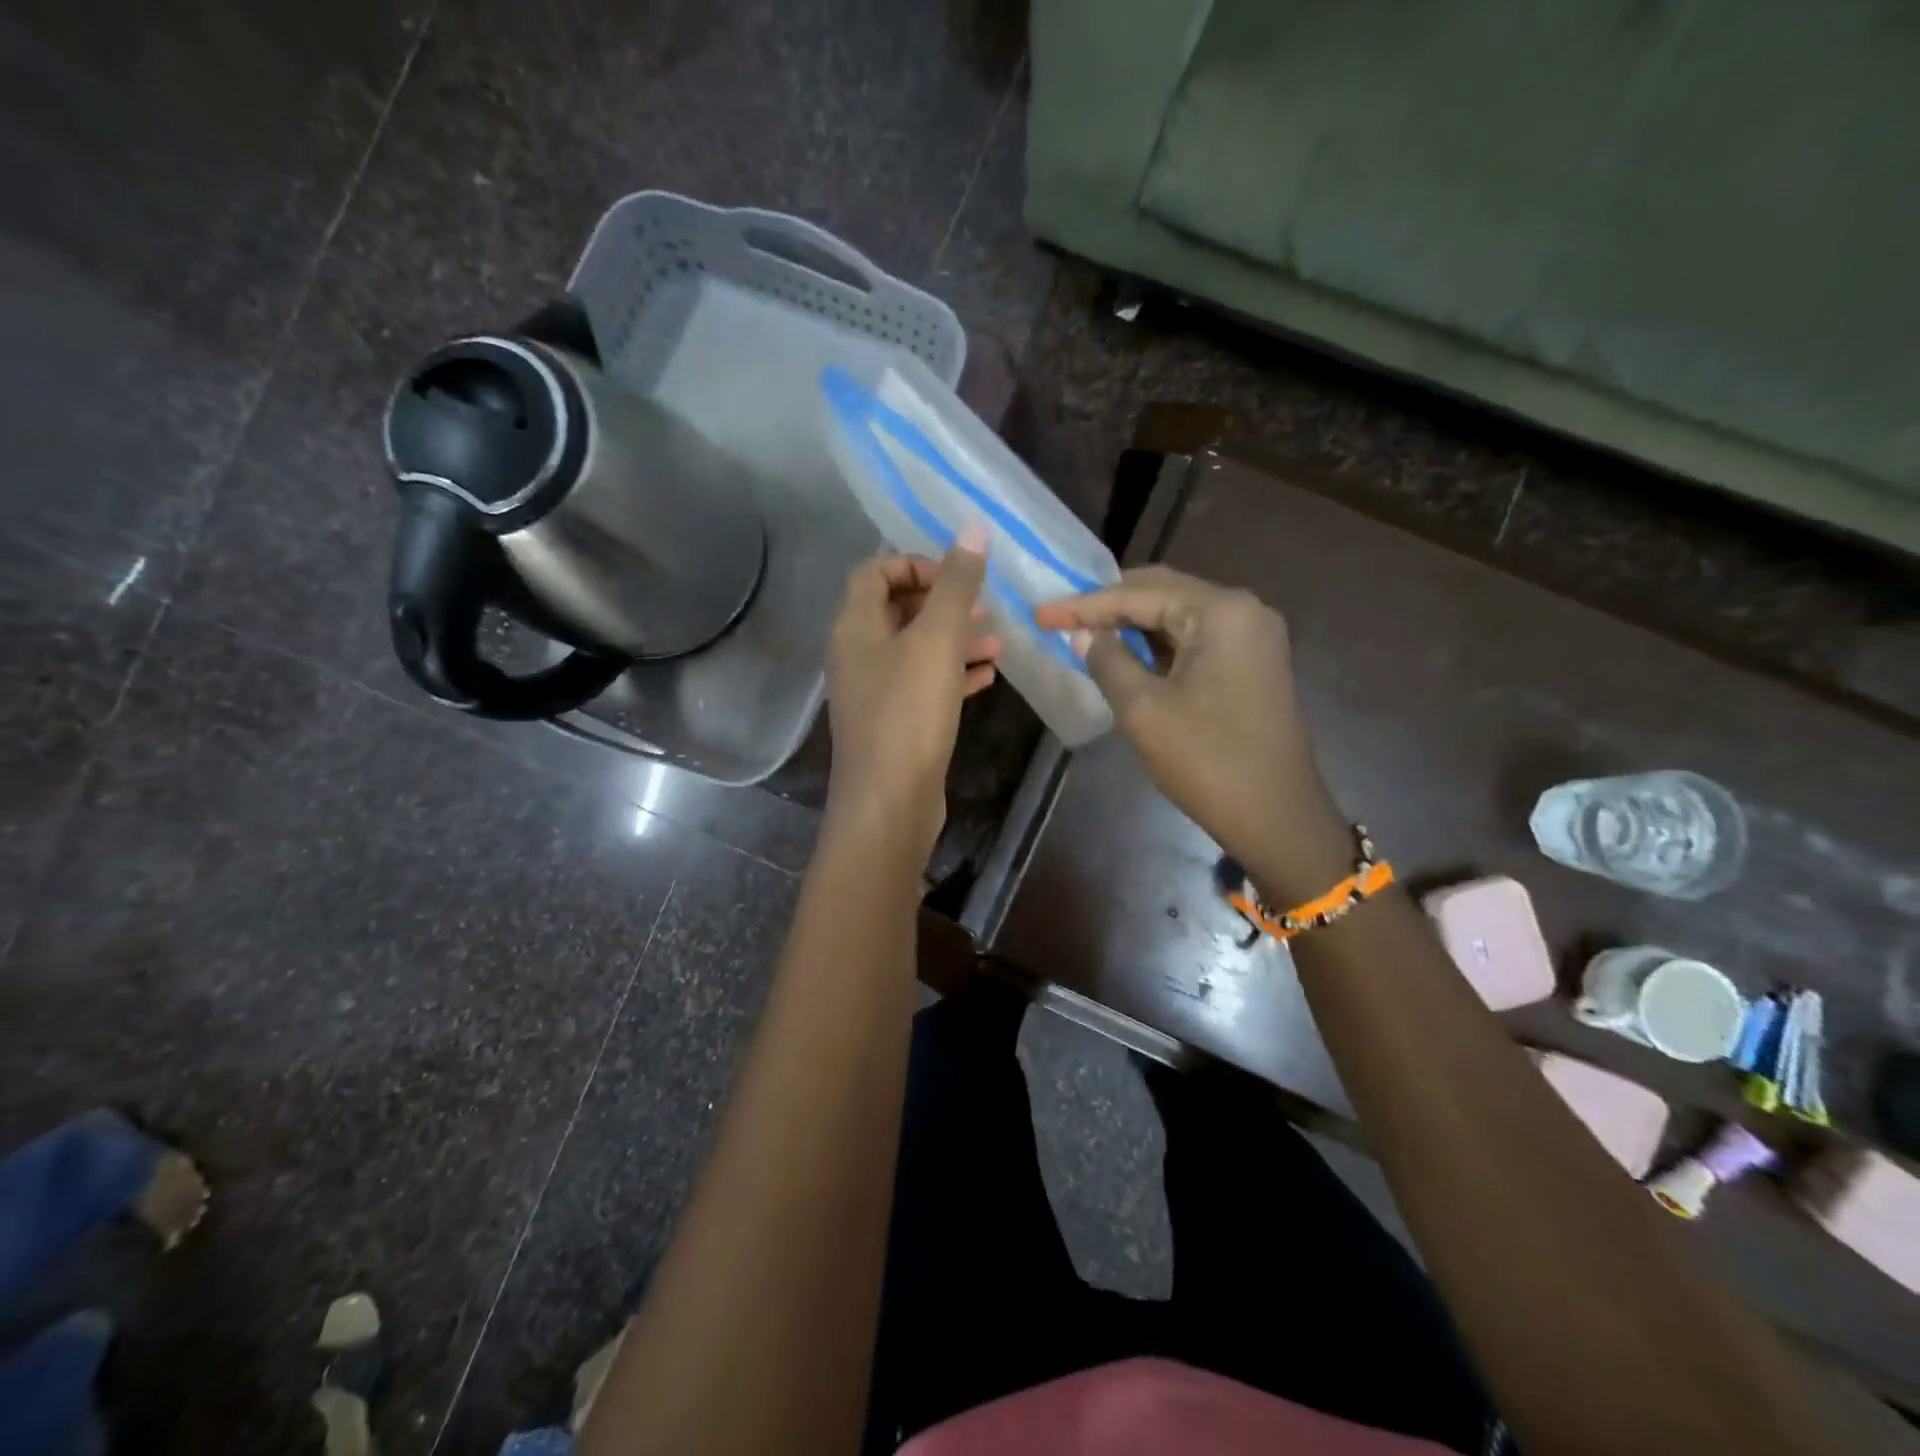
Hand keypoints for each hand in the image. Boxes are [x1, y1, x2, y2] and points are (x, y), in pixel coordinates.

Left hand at [825, 529, 998, 855]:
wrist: (889, 803)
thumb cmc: (908, 714)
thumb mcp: (936, 642)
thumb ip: (955, 585)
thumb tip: (971, 530)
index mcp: (855, 627)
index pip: (874, 571)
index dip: (915, 563)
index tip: (956, 577)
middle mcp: (858, 655)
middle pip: (897, 609)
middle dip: (943, 603)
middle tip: (985, 607)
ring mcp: (875, 691)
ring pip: (916, 649)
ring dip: (956, 639)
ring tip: (999, 641)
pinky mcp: (895, 722)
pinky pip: (925, 684)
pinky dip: (954, 674)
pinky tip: (989, 676)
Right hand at [1035, 566, 1348, 897]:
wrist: (1277, 818)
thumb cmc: (1207, 761)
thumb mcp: (1143, 710)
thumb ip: (1108, 661)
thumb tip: (1083, 635)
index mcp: (1221, 611)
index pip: (1139, 594)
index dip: (1084, 604)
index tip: (1040, 613)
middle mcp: (1243, 611)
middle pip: (1163, 593)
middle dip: (1109, 606)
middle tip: (1060, 618)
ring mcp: (1253, 637)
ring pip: (1179, 616)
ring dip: (1132, 625)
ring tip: (1084, 634)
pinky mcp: (1252, 664)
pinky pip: (1196, 640)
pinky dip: (1157, 646)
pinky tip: (1125, 655)